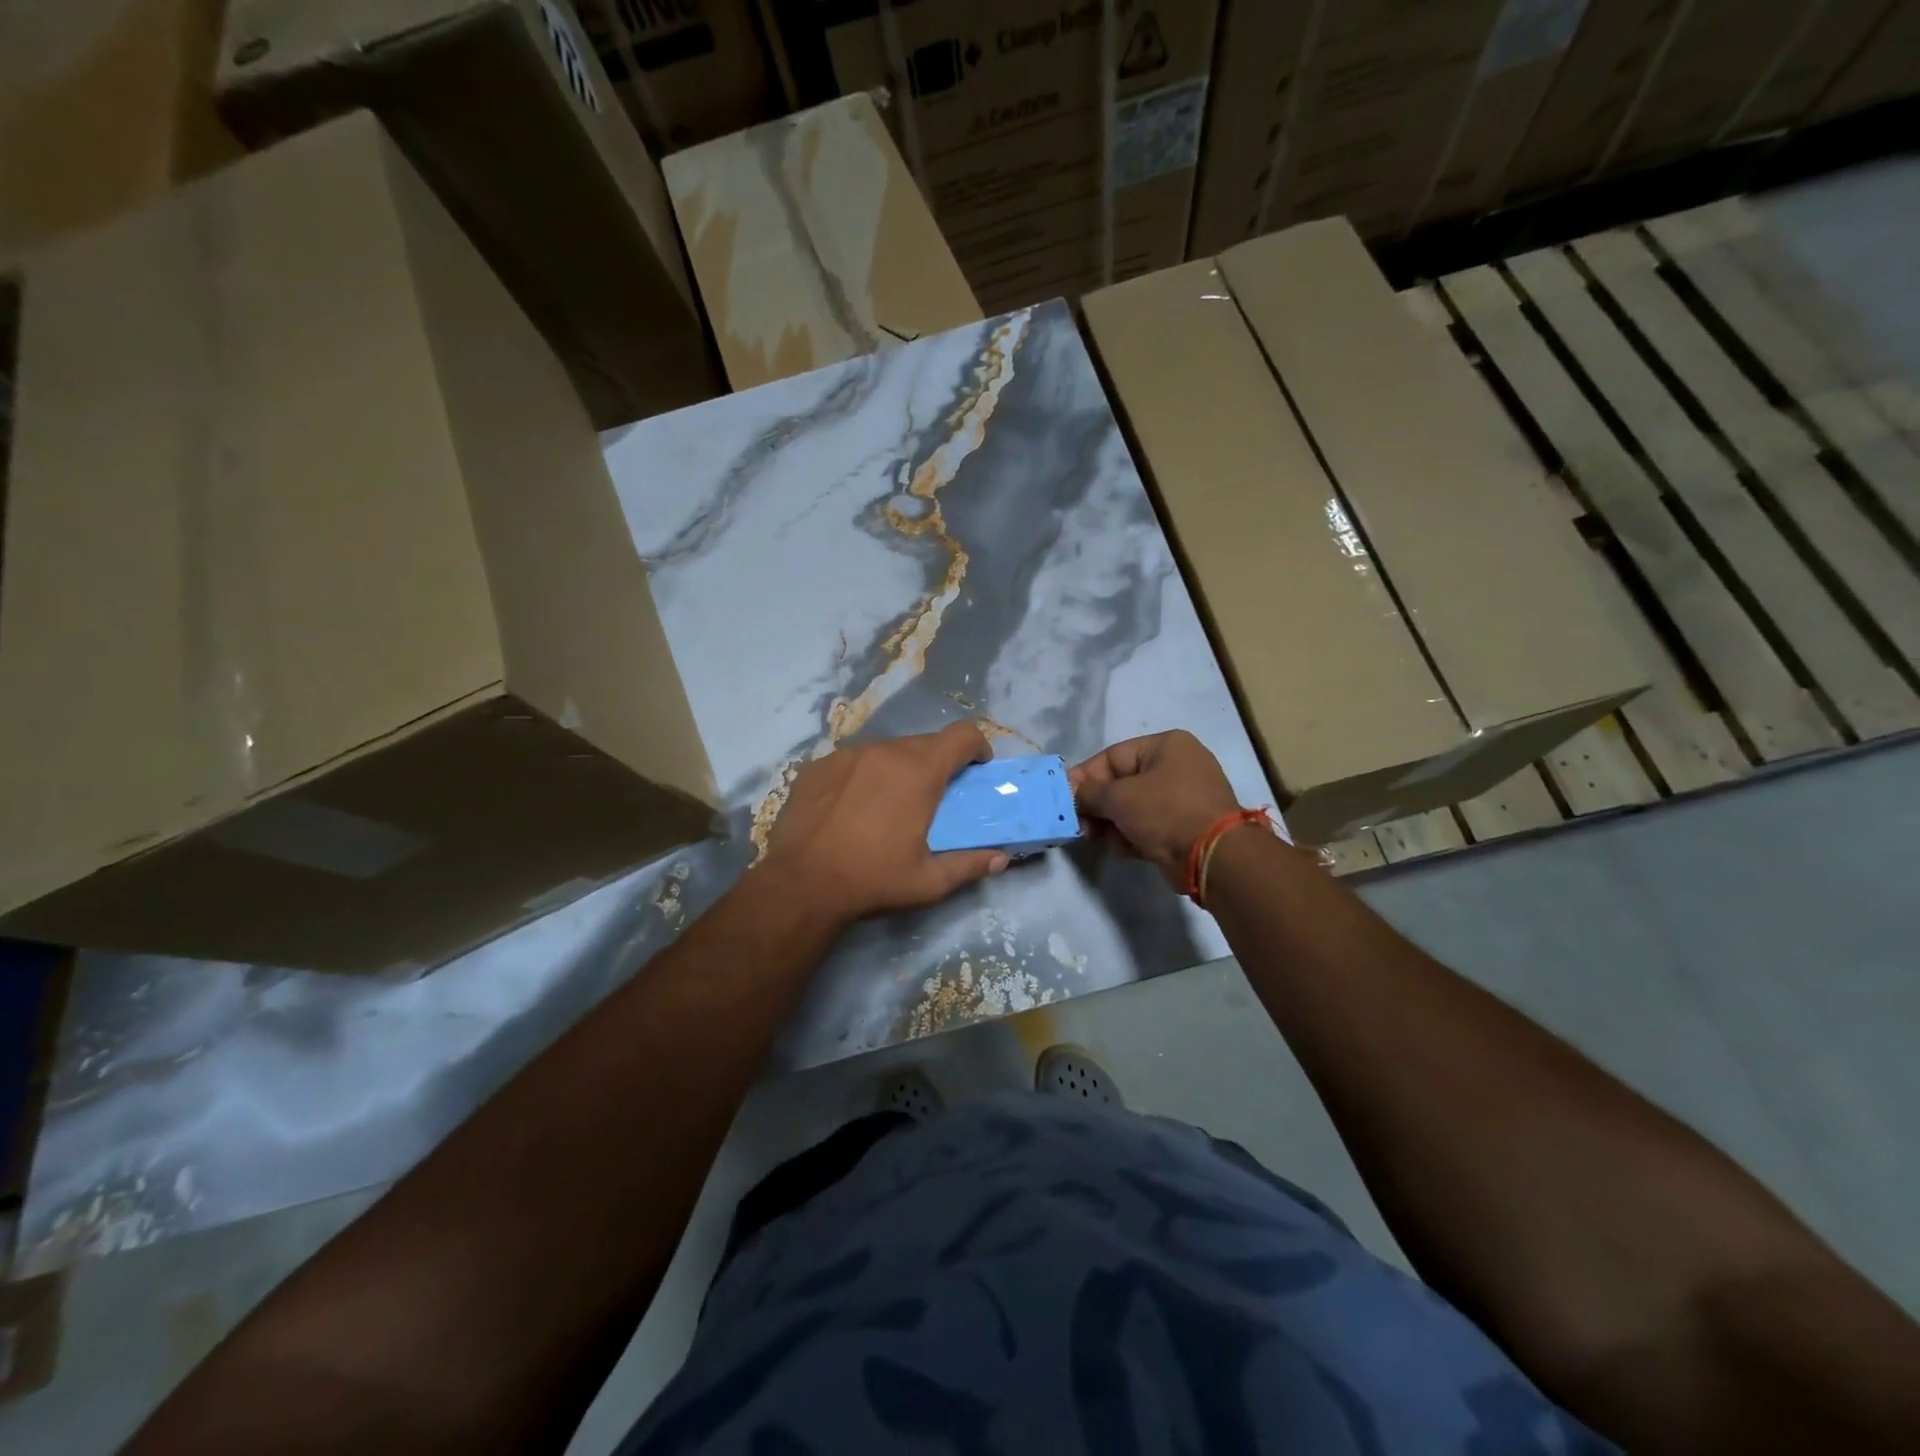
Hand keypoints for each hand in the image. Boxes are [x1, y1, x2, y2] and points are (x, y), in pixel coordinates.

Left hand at [763, 723, 1009, 923]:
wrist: (801, 885)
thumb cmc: (873, 880)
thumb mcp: (929, 882)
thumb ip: (970, 865)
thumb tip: (1002, 859)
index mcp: (919, 772)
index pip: (962, 735)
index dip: (977, 746)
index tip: (977, 769)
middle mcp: (884, 751)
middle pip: (924, 743)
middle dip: (937, 764)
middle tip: (933, 798)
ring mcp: (846, 755)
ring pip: (886, 750)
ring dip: (898, 768)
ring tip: (889, 804)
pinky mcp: (817, 767)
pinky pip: (852, 762)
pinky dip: (863, 776)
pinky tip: (851, 808)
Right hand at [1070, 730, 1241, 888]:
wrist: (1213, 856)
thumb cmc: (1165, 811)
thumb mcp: (1119, 797)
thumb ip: (1089, 793)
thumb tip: (1070, 795)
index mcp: (1166, 746)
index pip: (1112, 756)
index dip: (1084, 777)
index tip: (1062, 796)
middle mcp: (1176, 766)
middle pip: (1121, 783)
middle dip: (1097, 804)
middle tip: (1076, 823)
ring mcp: (1183, 798)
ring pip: (1132, 807)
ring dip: (1111, 823)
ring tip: (1094, 838)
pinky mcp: (1184, 827)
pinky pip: (1147, 826)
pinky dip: (1130, 836)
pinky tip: (1120, 849)